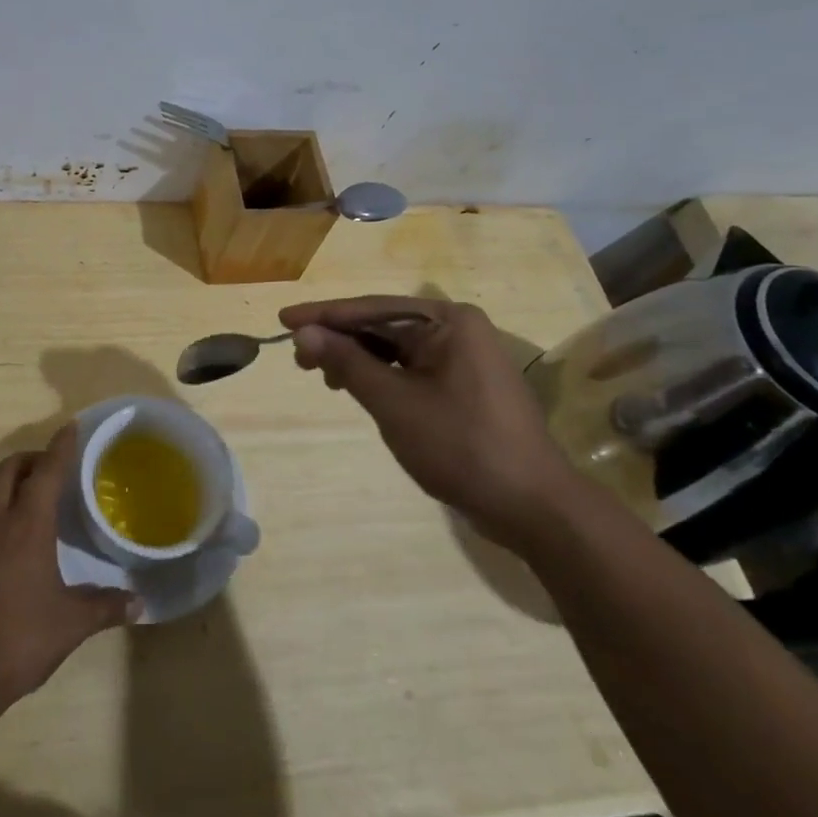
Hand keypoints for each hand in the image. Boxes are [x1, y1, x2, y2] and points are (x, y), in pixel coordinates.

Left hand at [0, 423, 139, 712]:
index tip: (70, 428)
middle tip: (40, 468)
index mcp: (28, 527)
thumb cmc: (21, 640)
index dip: (60, 448)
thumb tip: (140, 602)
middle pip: (4, 473)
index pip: (47, 473)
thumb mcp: (73, 624)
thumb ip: (106, 607)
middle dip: (24, 462)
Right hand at [278, 295, 584, 551]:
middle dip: (340, 339)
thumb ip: (347, 362)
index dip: (324, 315)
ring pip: (396, 349)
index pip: (372, 309)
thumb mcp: (394, 402)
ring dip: (357, 359)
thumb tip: (304, 332)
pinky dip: (381, 377)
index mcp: (448, 321)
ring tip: (323, 377)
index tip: (283, 320)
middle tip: (298, 358)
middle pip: (384, 325)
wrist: (533, 507)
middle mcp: (458, 330)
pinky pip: (412, 369)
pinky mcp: (464, 387)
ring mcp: (464, 359)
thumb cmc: (461, 445)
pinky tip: (358, 389)